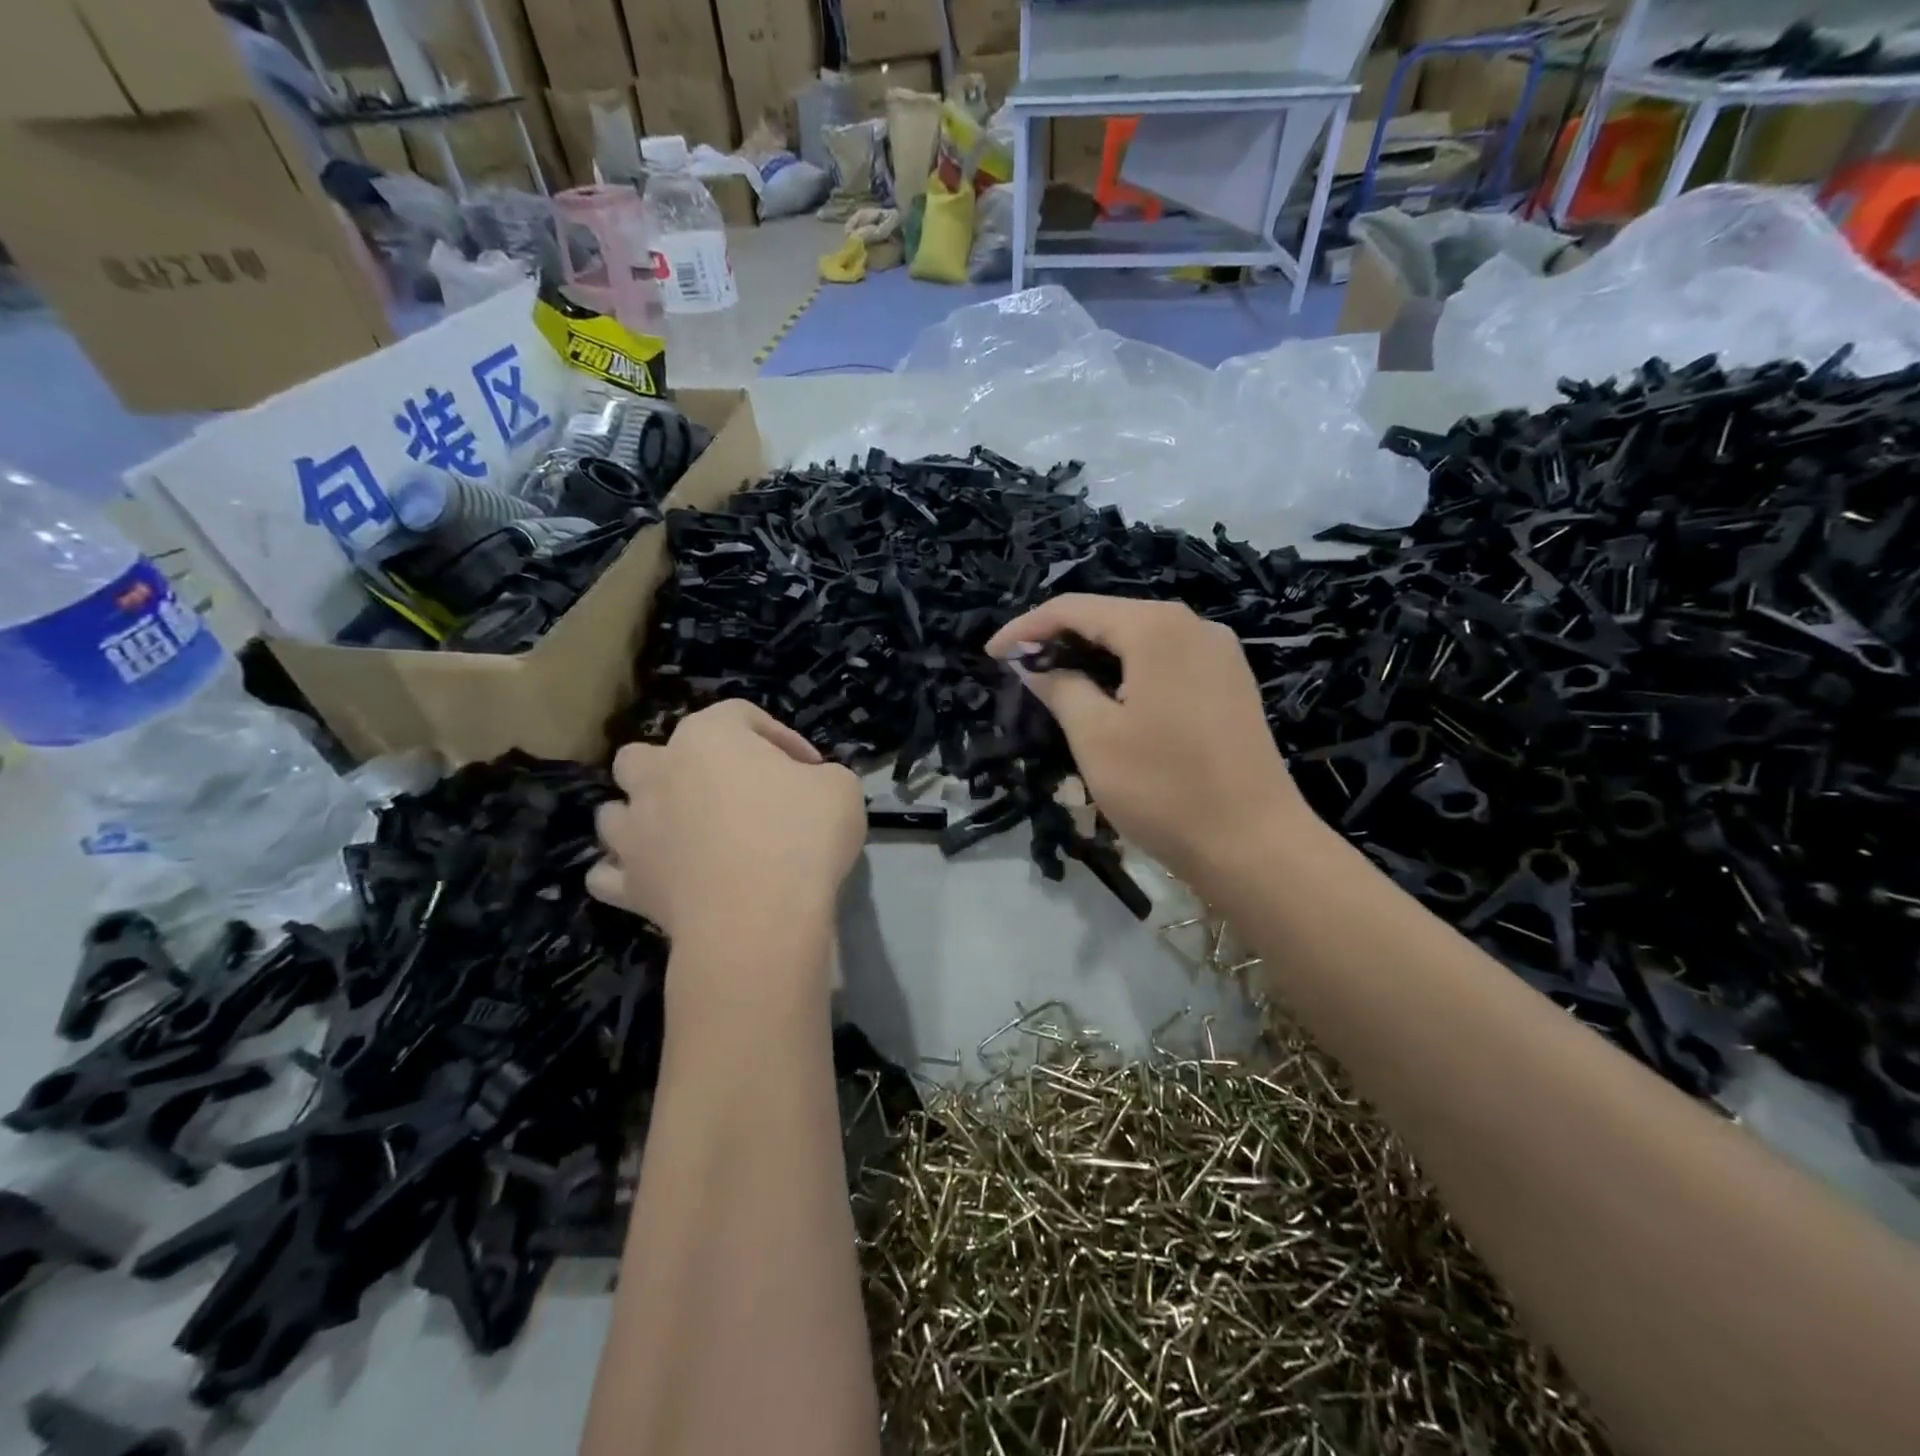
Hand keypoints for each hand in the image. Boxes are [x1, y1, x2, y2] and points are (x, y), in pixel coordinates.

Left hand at [589, 700, 864, 975]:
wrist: (759, 918)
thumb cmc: (801, 837)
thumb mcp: (842, 788)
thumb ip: (821, 775)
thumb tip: (807, 786)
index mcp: (709, 736)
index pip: (741, 715)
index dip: (780, 737)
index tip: (810, 768)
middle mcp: (659, 772)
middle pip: (650, 755)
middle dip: (681, 767)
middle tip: (725, 793)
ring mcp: (635, 830)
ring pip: (616, 810)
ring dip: (641, 815)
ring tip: (678, 833)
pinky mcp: (629, 884)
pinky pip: (608, 874)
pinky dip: (625, 873)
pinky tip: (653, 878)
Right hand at [987, 595, 1318, 886]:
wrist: (1254, 844)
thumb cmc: (1164, 789)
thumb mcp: (1095, 737)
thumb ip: (1060, 688)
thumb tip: (1034, 665)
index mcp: (1156, 627)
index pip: (1074, 608)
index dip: (1026, 628)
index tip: (991, 655)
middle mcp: (1193, 625)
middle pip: (1110, 616)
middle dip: (1060, 639)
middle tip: (1020, 670)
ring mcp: (1219, 653)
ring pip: (1139, 638)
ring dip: (1093, 655)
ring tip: (1056, 683)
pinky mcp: (1230, 683)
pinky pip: (1166, 660)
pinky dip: (1128, 670)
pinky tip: (1109, 696)